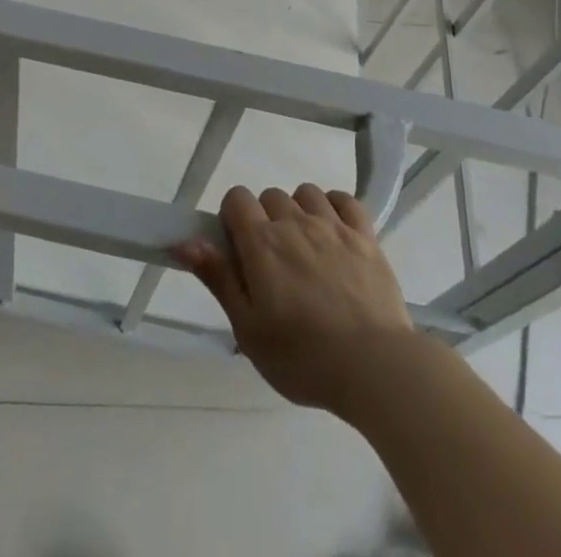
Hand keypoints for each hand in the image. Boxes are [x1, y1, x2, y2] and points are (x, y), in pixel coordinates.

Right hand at [177, 184, 414, 415]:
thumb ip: (218, 278)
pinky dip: (335, 207)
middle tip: (273, 263)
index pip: (236, 198)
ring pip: (306, 193)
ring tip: (305, 248)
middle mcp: (295, 222)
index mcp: (262, 243)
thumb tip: (185, 241)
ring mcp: (333, 225)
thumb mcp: (249, 330)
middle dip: (265, 220)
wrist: (375, 368)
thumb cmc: (303, 358)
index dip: (232, 218)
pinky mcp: (365, 235)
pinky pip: (344, 199)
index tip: (239, 252)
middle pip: (270, 195)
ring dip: (299, 211)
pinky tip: (334, 231)